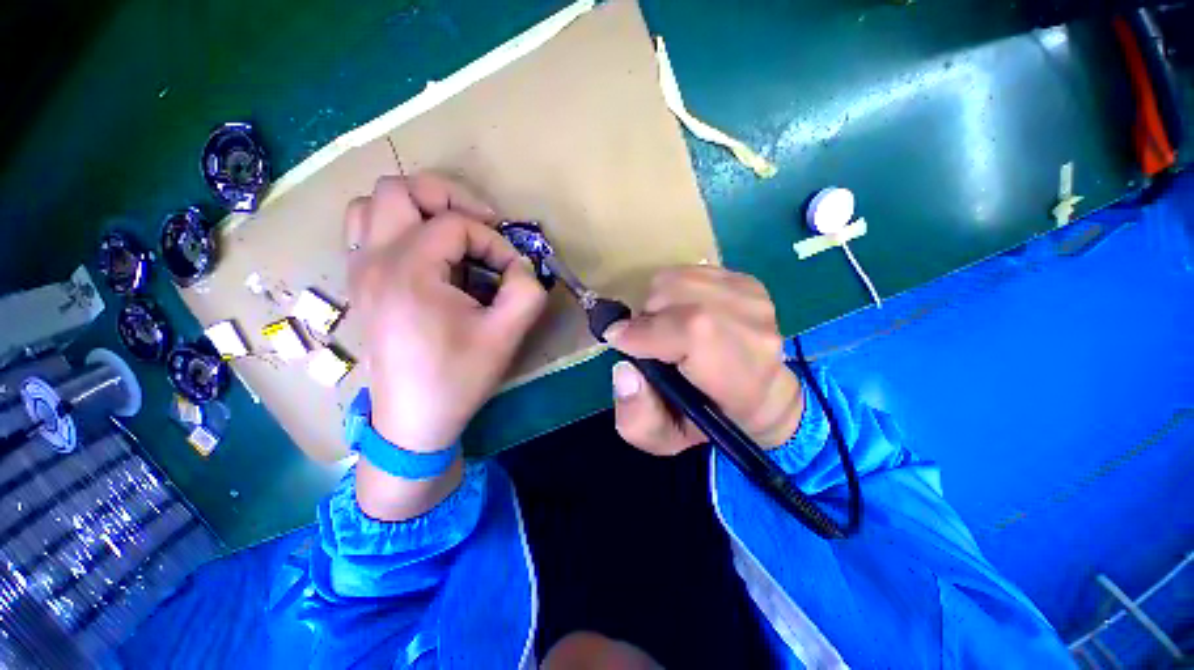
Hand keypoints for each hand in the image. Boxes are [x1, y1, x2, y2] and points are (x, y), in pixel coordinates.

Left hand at [345, 173, 546, 451]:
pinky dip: (398, 226)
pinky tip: (427, 253)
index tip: (512, 272)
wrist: (414, 420)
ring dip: (417, 208)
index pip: (456, 225)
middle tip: (482, 224)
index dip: (494, 242)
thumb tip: (520, 266)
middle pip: (400, 189)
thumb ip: (527, 291)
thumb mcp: (506, 335)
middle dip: (449, 197)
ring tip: (451, 233)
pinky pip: (366, 230)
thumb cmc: (458, 377)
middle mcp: (374, 260)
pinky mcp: (361, 284)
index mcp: (408, 271)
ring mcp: (359, 270)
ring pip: (374, 205)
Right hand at [604, 266, 802, 455]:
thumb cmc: (709, 419)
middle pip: (676, 295)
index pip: (692, 331)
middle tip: (649, 341)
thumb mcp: (665, 438)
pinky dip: (673, 291)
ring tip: (667, 328)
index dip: (646, 331)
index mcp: (741, 377)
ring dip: (658, 303)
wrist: (760, 394)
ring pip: (677, 279)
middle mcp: (755, 331)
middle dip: (647, 317)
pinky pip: (688, 271)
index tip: (617, 339)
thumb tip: (624, 370)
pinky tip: (684, 313)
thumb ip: (638, 417)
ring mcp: (754, 299)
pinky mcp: (747, 280)